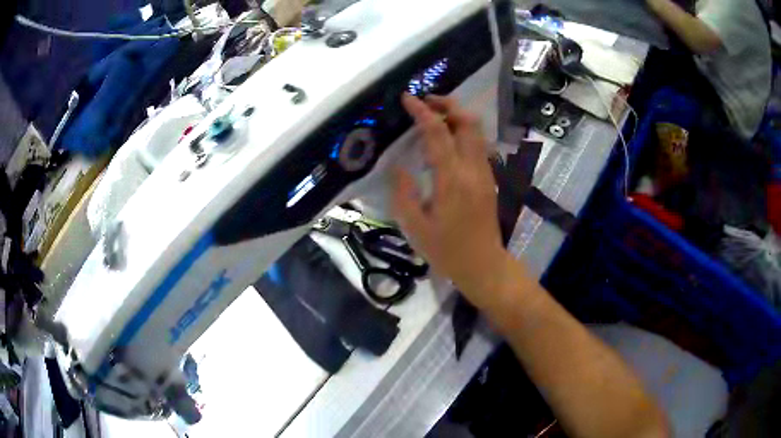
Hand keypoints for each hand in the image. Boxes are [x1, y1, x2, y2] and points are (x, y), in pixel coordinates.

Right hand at [391, 94, 508, 304]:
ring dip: (457, 116)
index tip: (408, 98)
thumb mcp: (415, 227)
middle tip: (425, 103)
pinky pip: (477, 144)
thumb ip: (403, 193)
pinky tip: (446, 141)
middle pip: (468, 122)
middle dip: (448, 104)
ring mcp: (485, 172)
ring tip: (434, 117)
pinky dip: (462, 132)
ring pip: (477, 131)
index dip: (422, 111)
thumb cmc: (446, 250)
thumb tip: (398, 167)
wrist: (483, 265)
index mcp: (452, 179)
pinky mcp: (489, 178)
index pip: (438, 133)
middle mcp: (473, 169)